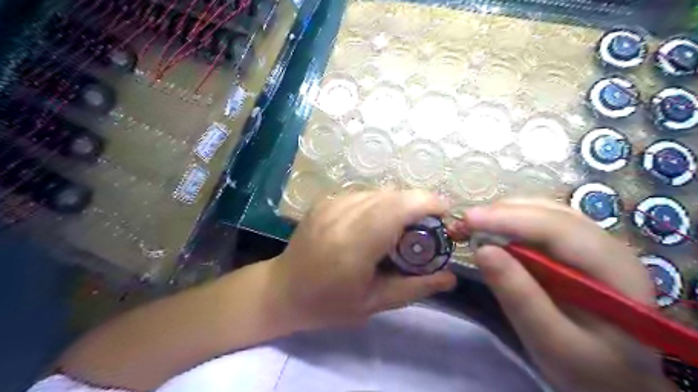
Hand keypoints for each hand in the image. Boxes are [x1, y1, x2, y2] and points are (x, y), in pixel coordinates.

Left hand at [271, 190, 458, 329]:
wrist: (282, 290)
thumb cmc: (328, 304)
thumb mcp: (375, 303)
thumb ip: (415, 287)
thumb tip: (451, 277)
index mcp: (354, 243)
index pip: (398, 208)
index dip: (427, 202)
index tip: (446, 213)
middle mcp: (342, 214)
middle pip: (392, 195)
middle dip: (418, 204)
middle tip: (427, 228)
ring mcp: (331, 203)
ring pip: (379, 191)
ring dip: (399, 204)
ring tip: (403, 228)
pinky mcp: (325, 200)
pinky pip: (363, 194)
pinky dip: (380, 204)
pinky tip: (378, 223)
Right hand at [449, 200, 672, 390]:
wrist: (616, 379)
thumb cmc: (588, 369)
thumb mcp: (551, 342)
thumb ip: (520, 297)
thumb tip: (482, 250)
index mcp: (614, 270)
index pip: (558, 228)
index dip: (510, 219)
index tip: (468, 220)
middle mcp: (607, 245)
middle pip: (549, 212)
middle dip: (501, 213)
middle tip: (461, 225)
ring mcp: (591, 243)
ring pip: (542, 212)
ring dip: (503, 214)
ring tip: (470, 226)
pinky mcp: (573, 248)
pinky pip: (538, 223)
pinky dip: (509, 223)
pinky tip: (491, 232)